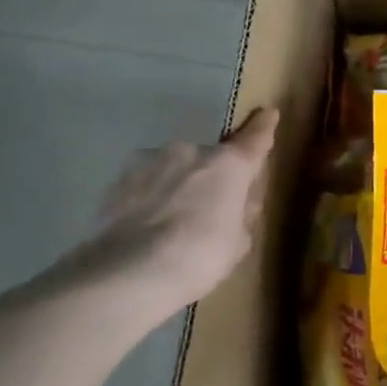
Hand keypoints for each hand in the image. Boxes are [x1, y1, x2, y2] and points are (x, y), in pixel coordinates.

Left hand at [63, 108, 279, 323]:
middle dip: (212, 179)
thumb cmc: (201, 256)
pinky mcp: (117, 180)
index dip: (263, 128)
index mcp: (229, 165)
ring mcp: (150, 161)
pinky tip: (147, 229)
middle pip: (210, 160)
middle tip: (209, 212)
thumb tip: (238, 203)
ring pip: (174, 170)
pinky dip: (150, 199)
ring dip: (178, 187)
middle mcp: (191, 152)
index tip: (269, 114)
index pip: (254, 140)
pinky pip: (145, 186)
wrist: (130, 272)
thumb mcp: (238, 242)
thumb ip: (241, 214)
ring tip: (172, 226)